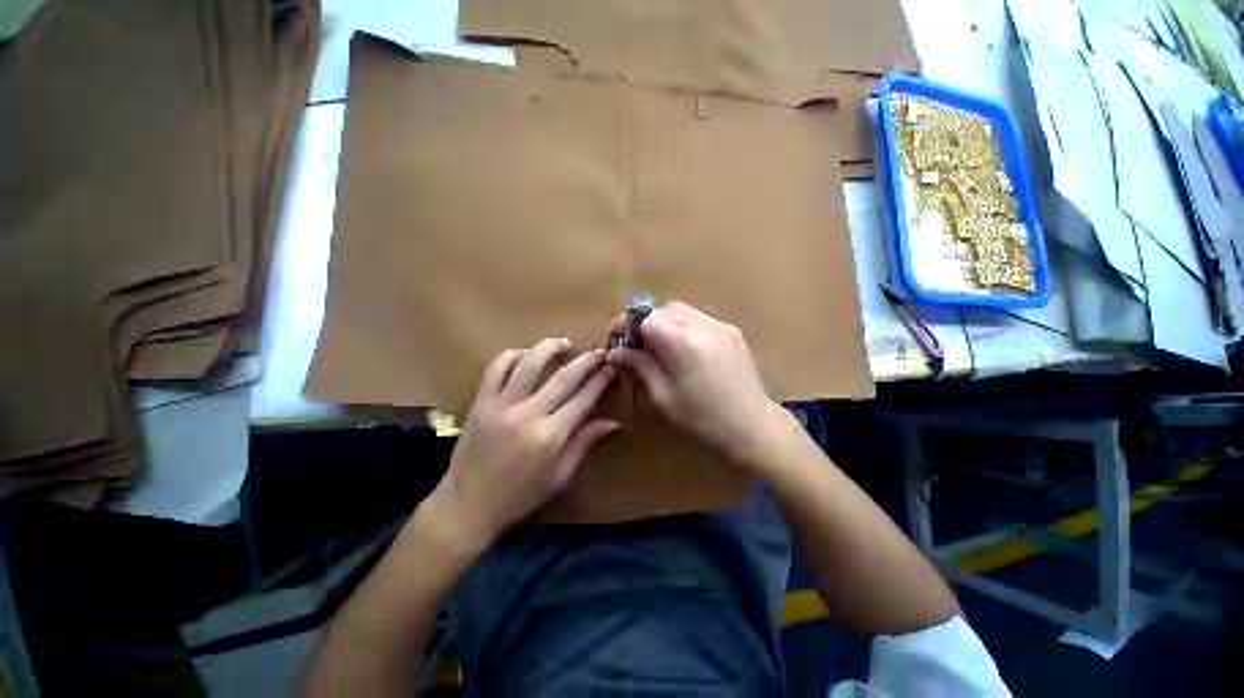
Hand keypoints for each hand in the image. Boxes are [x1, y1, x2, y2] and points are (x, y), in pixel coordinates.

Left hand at [425, 339, 617, 553]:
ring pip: (530, 363)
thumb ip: (586, 443)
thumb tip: (615, 423)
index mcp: (551, 436)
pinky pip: (497, 368)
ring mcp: (501, 405)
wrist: (467, 505)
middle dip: (586, 361)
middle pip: (564, 377)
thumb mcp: (560, 476)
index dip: (600, 380)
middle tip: (598, 352)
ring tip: (564, 343)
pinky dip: (513, 355)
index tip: (610, 368)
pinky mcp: (480, 401)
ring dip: (550, 348)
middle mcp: (528, 415)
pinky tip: (527, 354)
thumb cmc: (520, 496)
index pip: (584, 398)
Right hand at [606, 301, 787, 467]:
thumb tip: (615, 352)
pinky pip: (698, 317)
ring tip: (658, 346)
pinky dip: (682, 325)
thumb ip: (639, 366)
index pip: (647, 317)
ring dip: (664, 322)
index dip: (628, 325)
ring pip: (681, 309)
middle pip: (663, 308)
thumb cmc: (703, 419)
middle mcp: (703, 325)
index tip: (617, 339)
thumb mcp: (663, 396)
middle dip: (645, 322)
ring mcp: (721, 325)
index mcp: (684, 343)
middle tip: (637, 344)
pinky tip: (682, 348)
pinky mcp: (731, 330)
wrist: (752, 427)